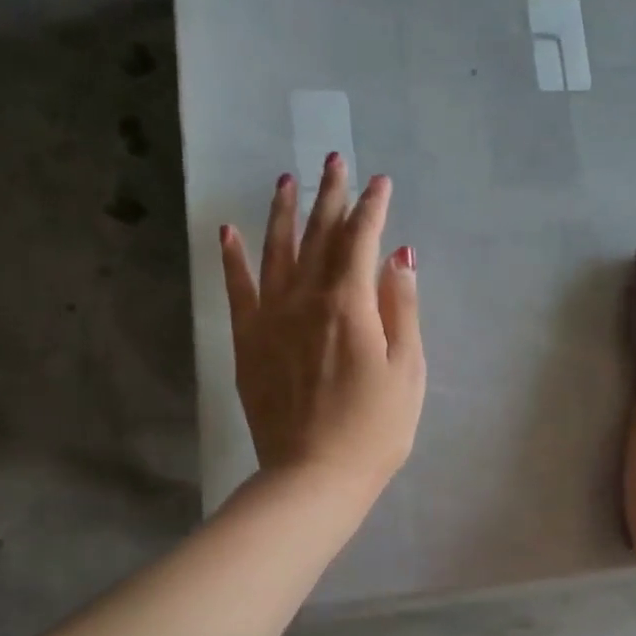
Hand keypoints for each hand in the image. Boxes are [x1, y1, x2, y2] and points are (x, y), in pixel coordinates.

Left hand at [220, 157, 425, 498]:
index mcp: (350, 304)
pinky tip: (228, 230)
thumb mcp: (407, 370)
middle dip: (330, 195)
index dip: (373, 207)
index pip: (362, 240)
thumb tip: (400, 255)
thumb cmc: (374, 429)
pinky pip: (237, 289)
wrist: (313, 476)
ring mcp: (271, 318)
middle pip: (319, 235)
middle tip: (334, 159)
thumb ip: (403, 308)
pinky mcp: (248, 341)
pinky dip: (232, 258)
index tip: (380, 181)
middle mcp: (306, 298)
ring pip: (276, 251)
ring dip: (282, 212)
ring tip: (286, 179)